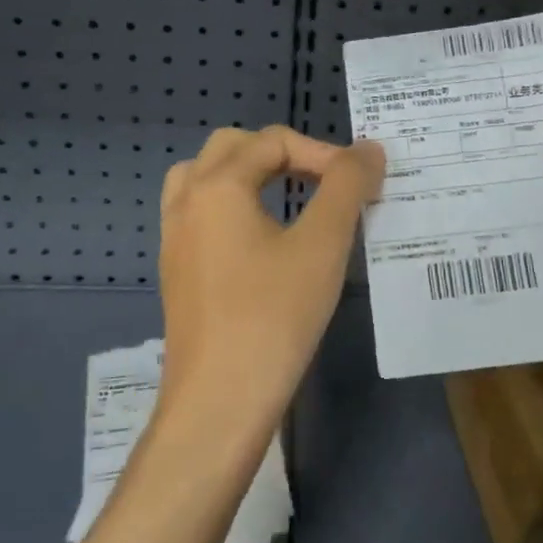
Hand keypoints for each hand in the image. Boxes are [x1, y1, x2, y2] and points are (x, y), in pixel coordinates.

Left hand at [156, 125, 384, 448]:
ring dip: (250, 175)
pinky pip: (201, 213)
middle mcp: (186, 201)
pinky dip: (232, 205)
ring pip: (208, 178)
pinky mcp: (177, 270)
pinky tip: (263, 240)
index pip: (274, 141)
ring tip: (289, 198)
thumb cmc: (273, 317)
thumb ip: (347, 186)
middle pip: (233, 148)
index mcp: (216, 185)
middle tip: (323, 181)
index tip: (361, 185)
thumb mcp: (322, 245)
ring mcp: (174, 237)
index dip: (324, 153)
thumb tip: (368, 149)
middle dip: (282, 153)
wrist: (219, 402)